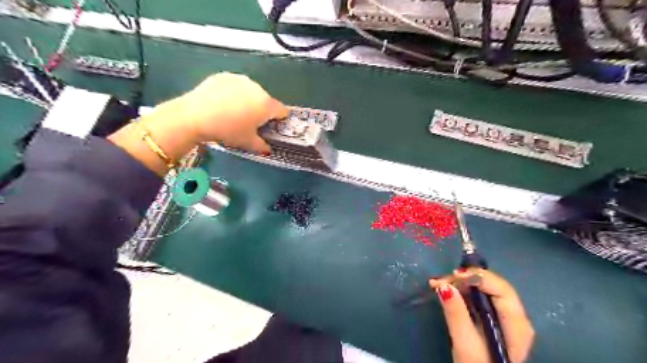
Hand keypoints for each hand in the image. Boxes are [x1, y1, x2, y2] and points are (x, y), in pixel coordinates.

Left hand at [110, 72, 287, 174]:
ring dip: (248, 101)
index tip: (269, 126)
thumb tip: (268, 149)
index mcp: (267, 105)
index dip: (279, 120)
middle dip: (261, 110)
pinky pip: (235, 86)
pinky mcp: (225, 76)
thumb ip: (262, 146)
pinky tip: (221, 103)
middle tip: (248, 122)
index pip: (282, 111)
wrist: (195, 115)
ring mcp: (240, 80)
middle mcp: (257, 88)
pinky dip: (233, 93)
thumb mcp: (247, 143)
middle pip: (266, 101)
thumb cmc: (228, 130)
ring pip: (251, 92)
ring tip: (232, 112)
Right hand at [429, 267, 535, 361]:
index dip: (479, 277)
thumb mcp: (465, 344)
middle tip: (439, 280)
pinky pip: (478, 296)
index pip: (502, 290)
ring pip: (483, 289)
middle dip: (465, 279)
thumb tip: (444, 285)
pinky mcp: (493, 317)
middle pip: (492, 286)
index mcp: (516, 324)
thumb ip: (456, 315)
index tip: (454, 274)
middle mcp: (515, 316)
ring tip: (437, 283)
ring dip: (459, 283)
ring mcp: (505, 316)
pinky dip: (461, 291)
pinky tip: (444, 289)